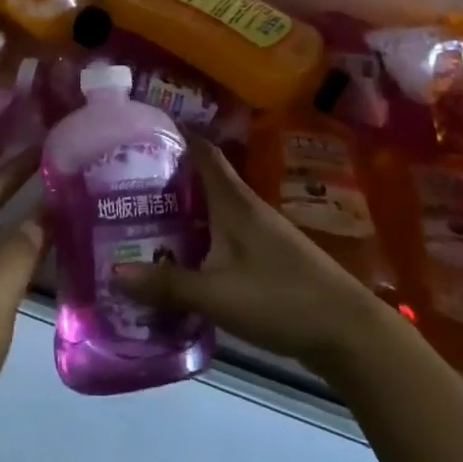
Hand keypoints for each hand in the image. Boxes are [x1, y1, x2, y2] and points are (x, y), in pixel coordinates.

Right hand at [114, 136, 377, 371]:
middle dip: (166, 177)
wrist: (348, 333)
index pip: (203, 151)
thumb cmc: (281, 299)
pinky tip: (180, 258)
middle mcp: (247, 209)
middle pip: (202, 180)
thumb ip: (166, 284)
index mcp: (235, 202)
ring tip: (141, 220)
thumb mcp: (217, 294)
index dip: (175, 134)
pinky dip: (198, 238)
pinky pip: (222, 235)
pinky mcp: (268, 258)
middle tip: (123, 184)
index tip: (141, 128)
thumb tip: (114, 271)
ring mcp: (261, 233)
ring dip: (182, 210)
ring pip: (212, 210)